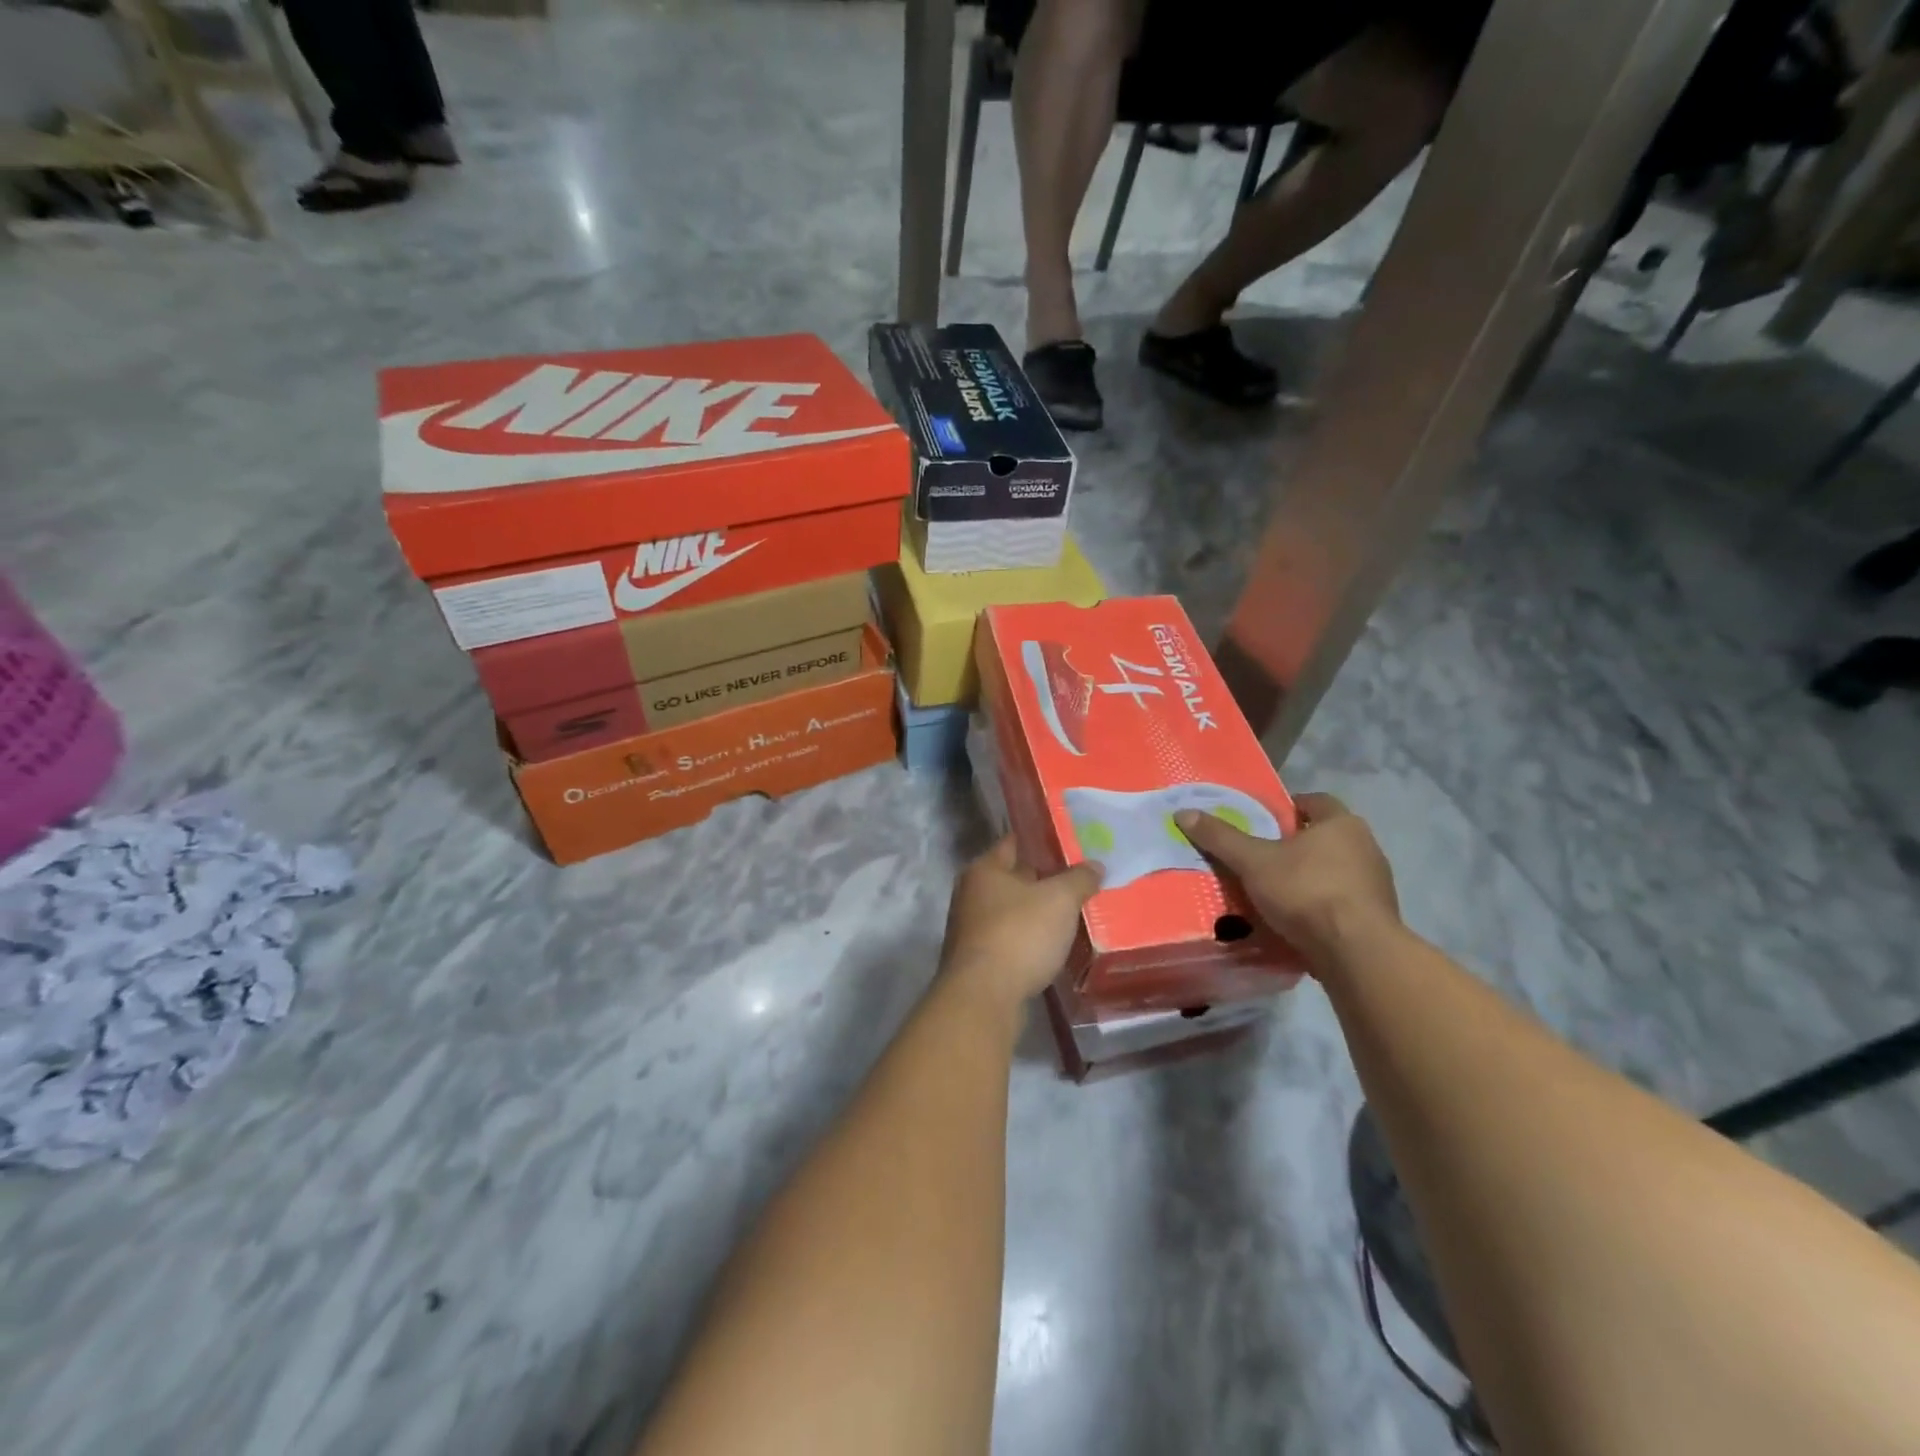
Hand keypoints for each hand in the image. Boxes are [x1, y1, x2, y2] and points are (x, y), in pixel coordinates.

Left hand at [940, 836, 1102, 1013]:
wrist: (984, 997)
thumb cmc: (1019, 934)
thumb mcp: (1059, 900)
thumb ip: (1079, 879)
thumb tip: (1095, 866)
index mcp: (984, 869)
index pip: (1015, 842)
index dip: (1042, 840)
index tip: (1070, 843)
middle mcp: (971, 893)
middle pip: (1013, 877)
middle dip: (1044, 878)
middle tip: (1079, 879)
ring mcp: (971, 928)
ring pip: (1012, 910)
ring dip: (1037, 912)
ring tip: (1072, 912)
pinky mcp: (978, 959)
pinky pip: (1010, 938)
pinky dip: (1029, 938)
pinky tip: (1053, 945)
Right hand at [1175, 793, 1399, 970]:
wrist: (1358, 953)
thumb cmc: (1307, 892)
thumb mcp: (1253, 862)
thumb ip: (1221, 838)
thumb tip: (1183, 812)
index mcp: (1342, 824)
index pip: (1315, 802)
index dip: (1288, 807)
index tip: (1262, 820)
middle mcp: (1365, 847)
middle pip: (1323, 837)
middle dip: (1293, 845)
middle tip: (1259, 856)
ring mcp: (1376, 885)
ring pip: (1333, 871)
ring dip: (1307, 878)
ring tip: (1271, 891)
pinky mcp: (1375, 919)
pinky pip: (1340, 903)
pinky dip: (1319, 907)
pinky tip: (1294, 920)